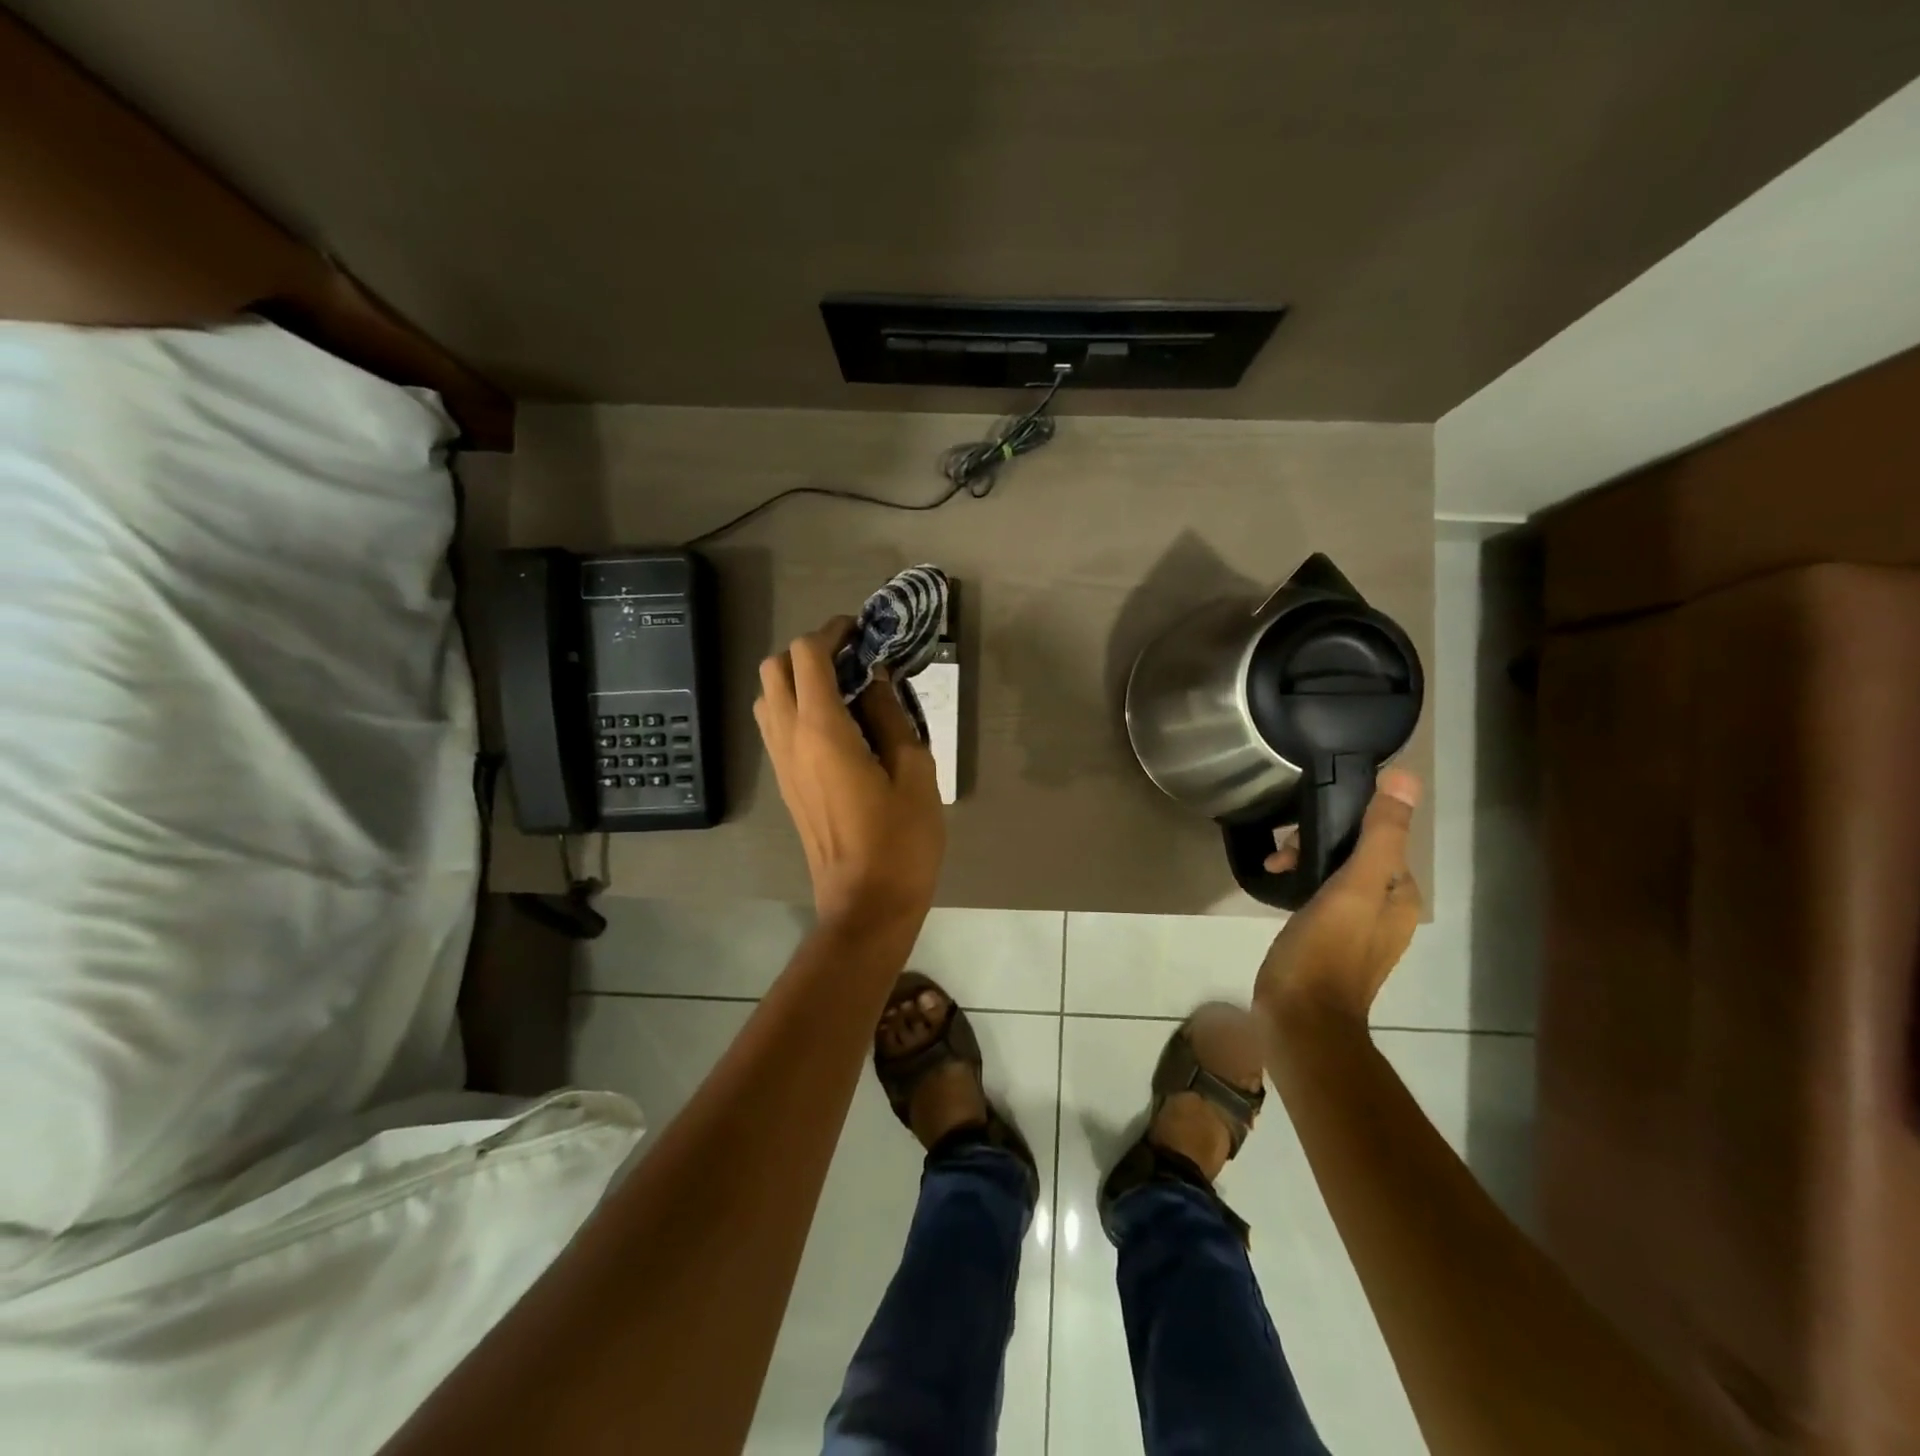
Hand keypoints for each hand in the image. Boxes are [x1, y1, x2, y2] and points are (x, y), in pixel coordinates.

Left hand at [755, 618, 944, 928]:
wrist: (865, 904)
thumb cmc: (901, 840)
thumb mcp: (914, 771)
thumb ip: (891, 715)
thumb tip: (876, 679)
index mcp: (822, 731)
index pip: (808, 655)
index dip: (834, 632)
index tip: (864, 633)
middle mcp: (790, 739)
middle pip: (775, 668)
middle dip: (810, 651)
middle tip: (854, 659)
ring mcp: (781, 763)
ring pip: (768, 696)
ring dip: (799, 679)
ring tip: (846, 690)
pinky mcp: (784, 782)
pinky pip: (776, 725)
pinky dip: (796, 706)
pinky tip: (838, 724)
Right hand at [1252, 768, 1422, 1027]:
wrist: (1300, 1021)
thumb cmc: (1326, 951)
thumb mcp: (1353, 887)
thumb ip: (1380, 834)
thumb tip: (1406, 777)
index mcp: (1399, 896)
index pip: (1378, 837)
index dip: (1340, 825)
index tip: (1301, 833)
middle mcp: (1385, 910)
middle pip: (1354, 855)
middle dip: (1316, 844)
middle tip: (1282, 856)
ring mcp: (1356, 930)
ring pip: (1333, 874)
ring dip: (1303, 863)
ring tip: (1273, 870)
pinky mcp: (1327, 943)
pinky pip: (1318, 897)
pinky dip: (1299, 886)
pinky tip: (1277, 890)